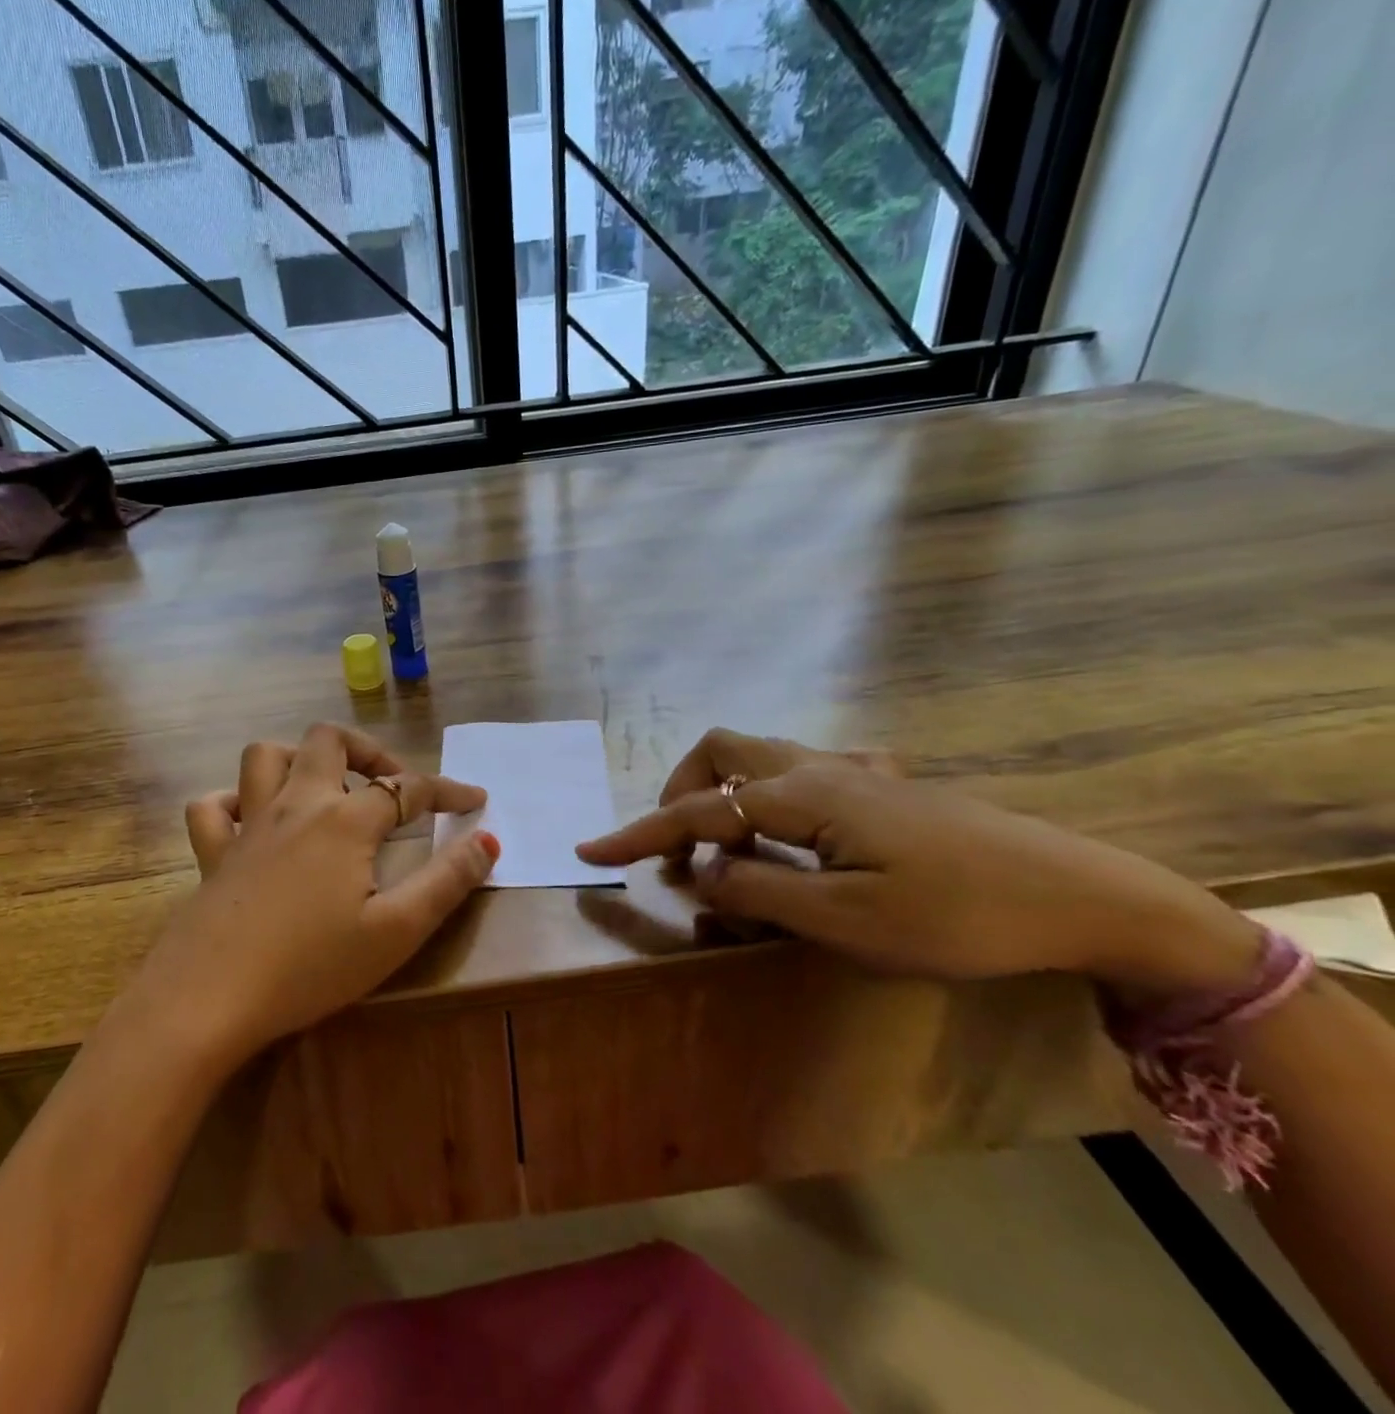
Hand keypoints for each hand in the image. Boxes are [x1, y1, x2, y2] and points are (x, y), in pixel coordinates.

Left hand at [132, 723, 498, 1067]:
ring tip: (325, 790)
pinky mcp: (212, 855)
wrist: (207, 1000)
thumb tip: (487, 840)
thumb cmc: (310, 967)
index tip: (475, 800)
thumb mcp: (396, 931)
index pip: (408, 788)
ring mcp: (248, 826)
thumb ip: (446, 882)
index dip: (447, 790)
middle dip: (368, 751)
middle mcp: (296, 806)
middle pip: (328, 741)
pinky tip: (252, 822)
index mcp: (344, 821)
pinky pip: (213, 808)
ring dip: (299, 759)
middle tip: (391, 785)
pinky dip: (234, 802)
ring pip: (265, 757)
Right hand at [576, 728, 1259, 993]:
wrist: (1082, 895)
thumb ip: (759, 891)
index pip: (698, 811)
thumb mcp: (847, 921)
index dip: (640, 833)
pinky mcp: (886, 785)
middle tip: (680, 847)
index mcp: (802, 796)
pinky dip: (776, 798)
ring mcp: (856, 771)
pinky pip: (808, 771)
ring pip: (762, 756)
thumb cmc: (959, 916)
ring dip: (728, 794)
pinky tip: (802, 836)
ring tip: (735, 853)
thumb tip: (699, 873)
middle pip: (722, 750)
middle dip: (682, 791)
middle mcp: (819, 768)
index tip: (590, 851)